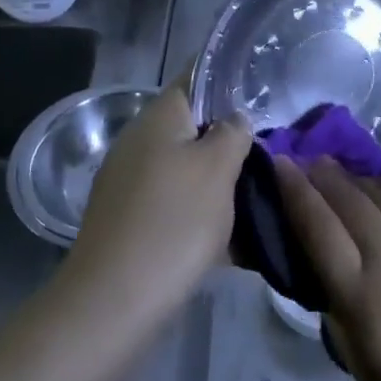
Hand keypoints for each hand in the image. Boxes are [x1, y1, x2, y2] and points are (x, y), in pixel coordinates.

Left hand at [63, 79, 250, 315]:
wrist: (113, 302)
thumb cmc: (174, 221)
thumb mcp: (219, 168)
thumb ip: (233, 132)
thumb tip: (234, 120)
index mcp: (159, 116)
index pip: (196, 77)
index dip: (228, 81)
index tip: (262, 95)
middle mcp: (138, 141)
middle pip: (194, 127)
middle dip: (229, 142)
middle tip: (267, 159)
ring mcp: (129, 182)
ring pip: (186, 169)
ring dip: (218, 183)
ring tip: (256, 202)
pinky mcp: (128, 220)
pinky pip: (174, 204)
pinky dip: (200, 214)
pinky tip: (231, 243)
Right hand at [274, 156, 380, 380]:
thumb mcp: (352, 351)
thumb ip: (331, 292)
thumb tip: (316, 245)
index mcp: (363, 297)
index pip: (318, 227)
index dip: (295, 190)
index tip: (280, 163)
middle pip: (349, 200)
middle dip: (322, 175)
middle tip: (308, 161)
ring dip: (357, 179)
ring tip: (343, 174)